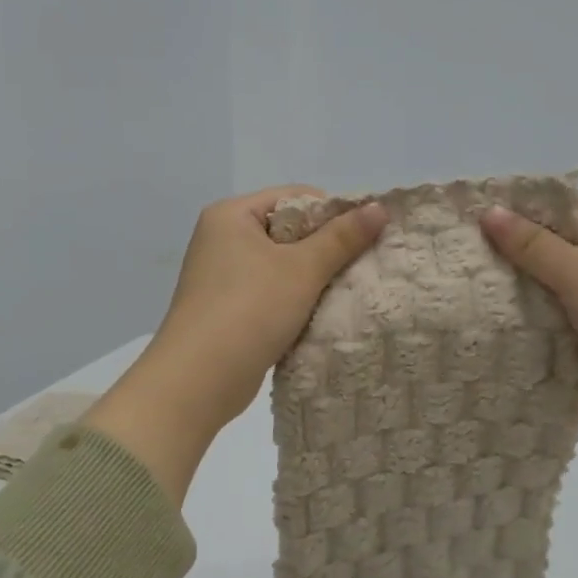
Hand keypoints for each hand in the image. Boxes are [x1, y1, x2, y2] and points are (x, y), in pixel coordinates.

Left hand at [86, 187, 385, 502]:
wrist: (198, 380)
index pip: (294, 197)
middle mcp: (221, 239)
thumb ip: (342, 238)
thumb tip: (379, 207)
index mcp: (231, 215)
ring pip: (280, 266)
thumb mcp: (302, 270)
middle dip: (325, 248)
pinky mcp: (225, 310)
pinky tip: (318, 315)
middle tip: (360, 266)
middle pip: (287, 231)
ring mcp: (220, 277)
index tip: (365, 237)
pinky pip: (269, 293)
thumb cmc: (250, 310)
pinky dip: (294, 301)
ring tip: (345, 292)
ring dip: (311, 279)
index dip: (333, 213)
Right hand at [485, 198, 577, 577]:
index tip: (476, 224)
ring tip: (468, 291)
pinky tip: (492, 324)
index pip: (566, 212)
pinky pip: (558, 324)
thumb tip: (489, 211)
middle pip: (557, 252)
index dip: (523, 217)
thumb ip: (530, 244)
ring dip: (523, 297)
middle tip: (465, 259)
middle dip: (517, 260)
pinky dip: (535, 326)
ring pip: (554, 291)